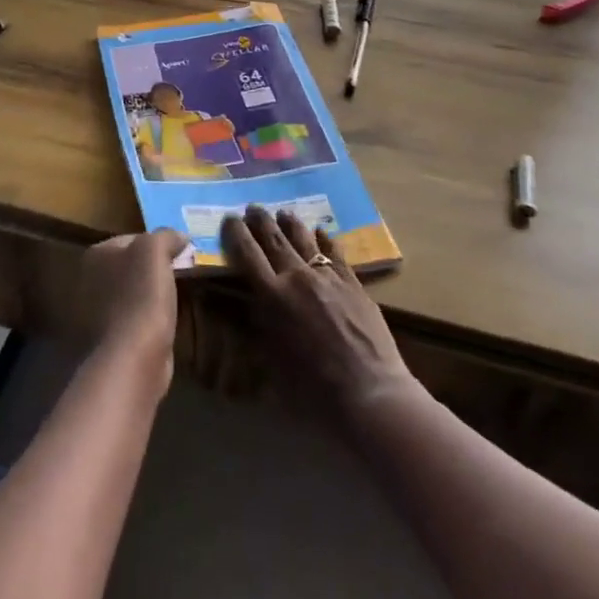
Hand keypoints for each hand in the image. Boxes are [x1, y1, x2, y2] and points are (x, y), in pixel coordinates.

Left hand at [73, 229, 186, 383]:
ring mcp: (98, 310)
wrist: (134, 355)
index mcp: (97, 255)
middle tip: (183, 271)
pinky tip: (168, 318)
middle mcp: (91, 279)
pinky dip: (151, 315)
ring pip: (135, 291)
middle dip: (155, 267)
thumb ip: (165, 236)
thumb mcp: (155, 250)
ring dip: (154, 292)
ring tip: (180, 294)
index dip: (158, 243)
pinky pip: (137, 315)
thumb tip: (179, 236)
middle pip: (132, 265)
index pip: (132, 238)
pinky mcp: (112, 337)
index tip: (181, 252)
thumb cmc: (142, 295)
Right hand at [222, 205, 412, 421]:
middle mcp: (297, 277)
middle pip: (275, 240)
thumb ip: (261, 326)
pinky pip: (335, 253)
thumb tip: (253, 305)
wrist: (368, 392)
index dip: (236, 234)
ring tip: (283, 212)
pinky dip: (325, 240)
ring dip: (291, 223)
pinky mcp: (353, 282)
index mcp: (272, 296)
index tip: (230, 218)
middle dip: (261, 221)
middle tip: (252, 207)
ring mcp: (327, 277)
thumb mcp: (273, 360)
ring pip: (305, 240)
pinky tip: (321, 232)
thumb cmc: (312, 389)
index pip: (247, 254)